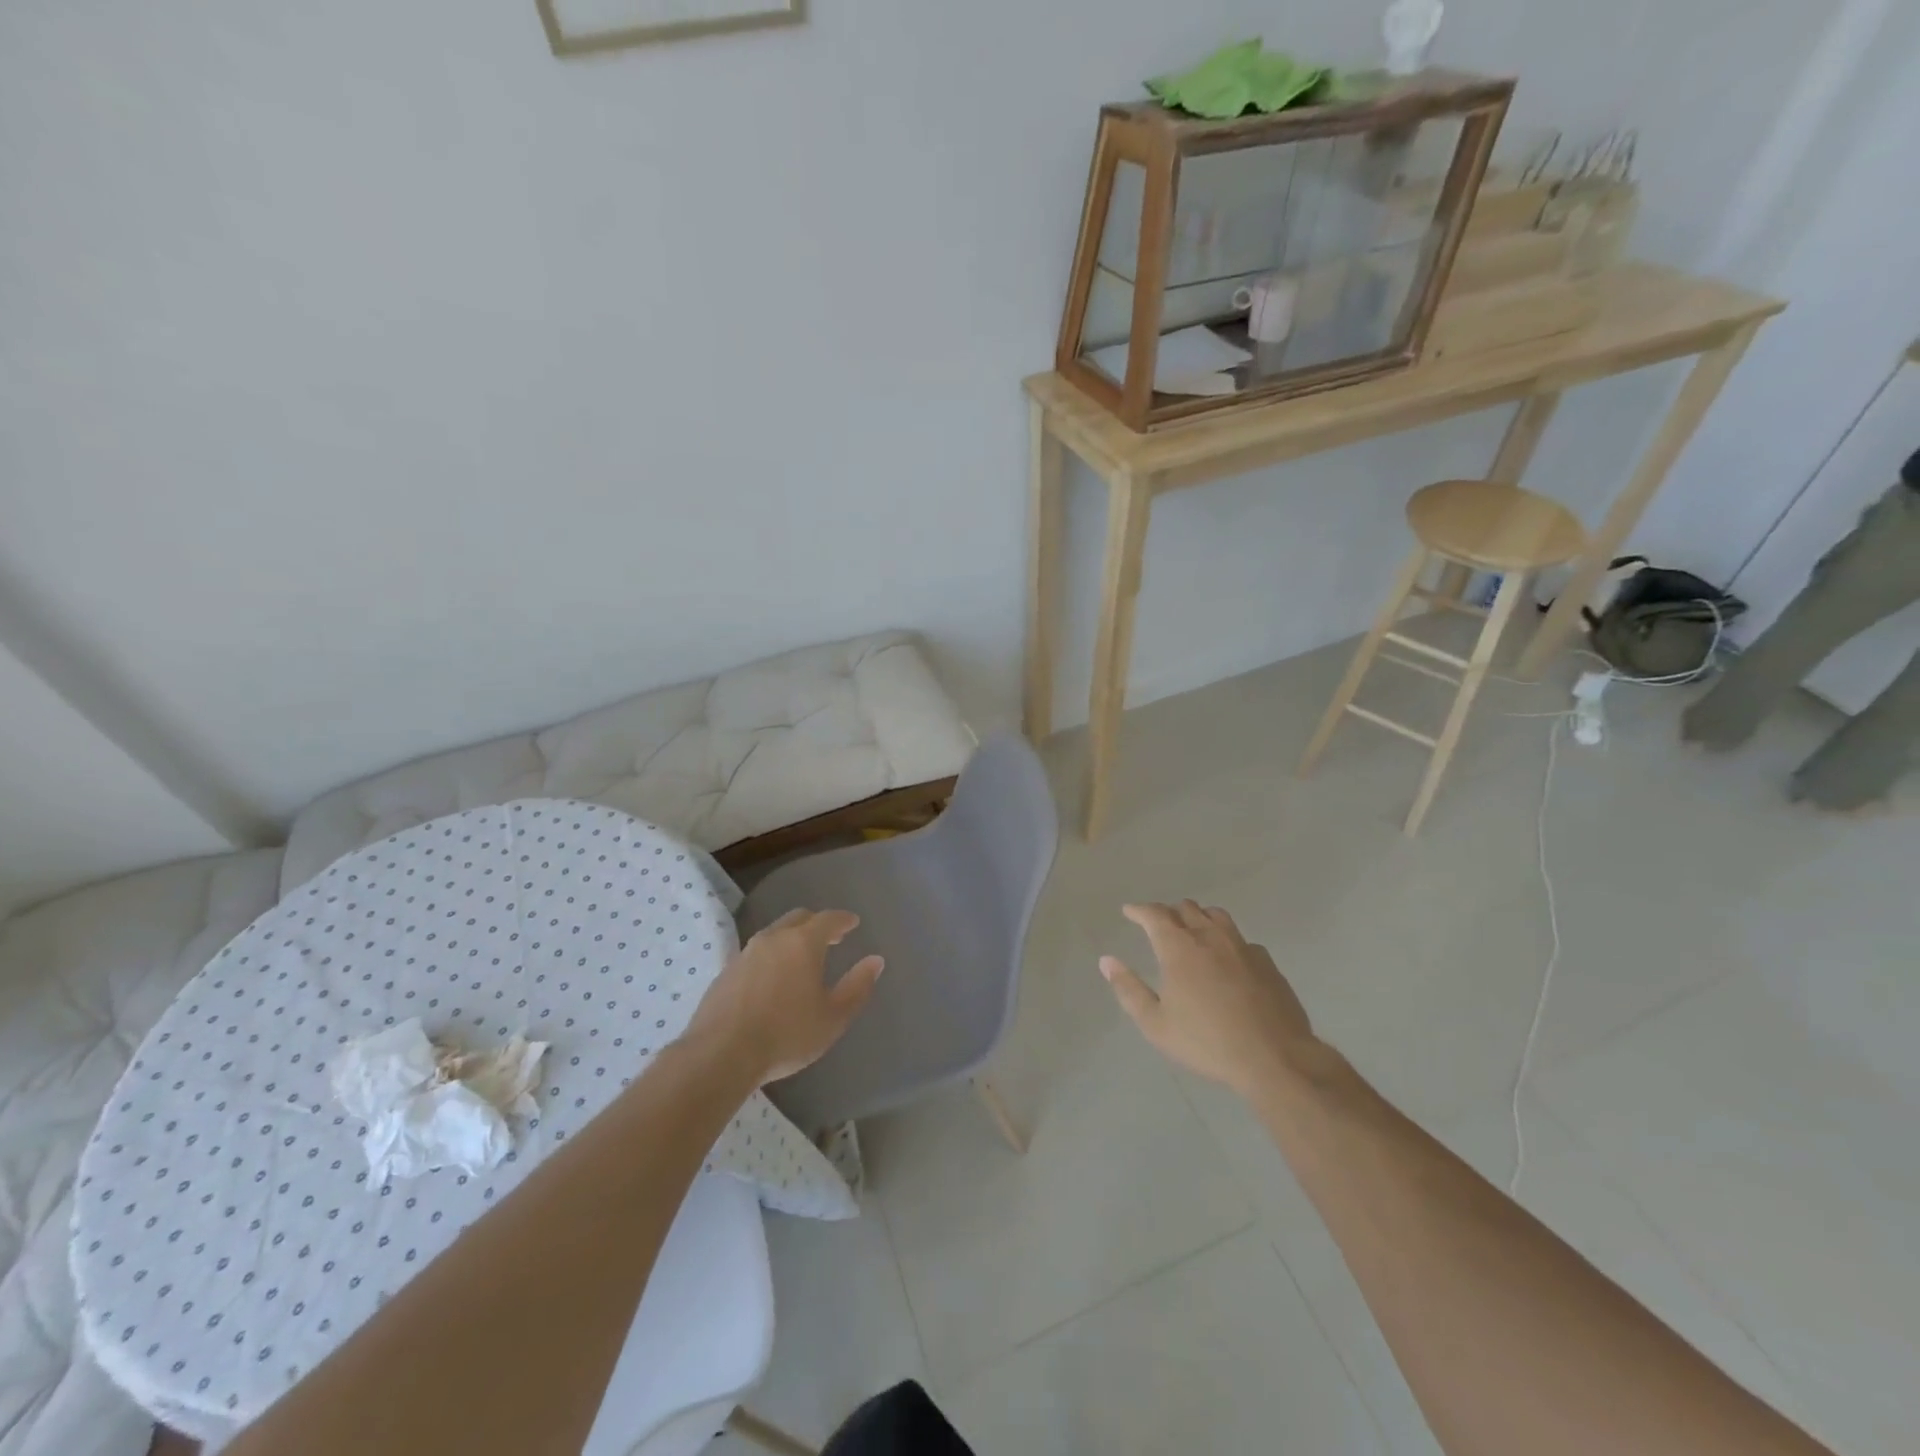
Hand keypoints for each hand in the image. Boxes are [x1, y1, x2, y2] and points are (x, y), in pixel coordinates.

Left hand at [683, 909, 883, 1082]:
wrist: (721, 1054)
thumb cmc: (786, 1035)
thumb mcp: (833, 1017)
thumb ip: (857, 987)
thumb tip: (875, 961)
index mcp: (803, 943)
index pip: (828, 919)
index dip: (843, 920)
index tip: (853, 923)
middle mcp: (773, 938)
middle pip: (799, 919)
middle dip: (817, 924)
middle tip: (831, 938)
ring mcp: (745, 952)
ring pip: (774, 933)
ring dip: (791, 939)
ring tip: (801, 958)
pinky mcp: (726, 971)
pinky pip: (755, 953)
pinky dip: (771, 956)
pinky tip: (772, 978)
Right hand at [1100, 901, 1314, 1096]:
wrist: (1275, 1057)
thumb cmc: (1207, 1042)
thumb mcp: (1156, 1024)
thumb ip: (1129, 989)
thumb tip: (1107, 961)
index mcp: (1179, 948)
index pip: (1154, 914)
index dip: (1139, 910)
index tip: (1129, 911)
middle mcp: (1210, 937)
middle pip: (1186, 909)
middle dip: (1168, 912)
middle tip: (1159, 923)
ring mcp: (1242, 947)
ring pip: (1217, 916)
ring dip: (1199, 917)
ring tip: (1193, 929)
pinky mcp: (1267, 962)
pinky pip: (1241, 939)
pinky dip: (1227, 940)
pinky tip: (1228, 958)